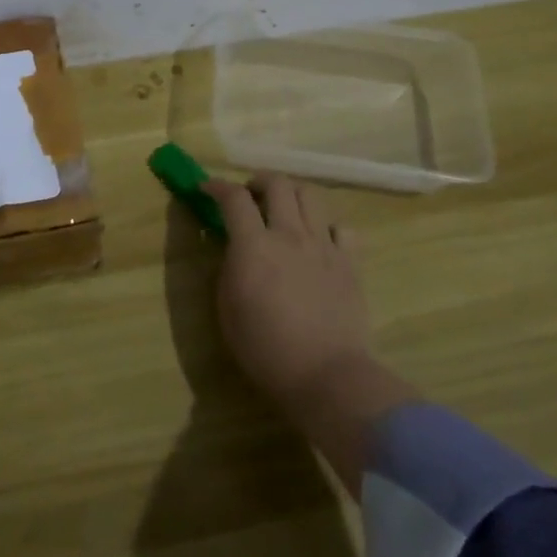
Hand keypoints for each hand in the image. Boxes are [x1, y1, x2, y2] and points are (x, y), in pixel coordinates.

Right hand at [201, 172, 376, 418]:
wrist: (325, 374)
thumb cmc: (265, 348)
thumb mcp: (228, 309)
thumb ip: (229, 269)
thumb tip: (234, 248)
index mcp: (253, 246)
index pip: (234, 198)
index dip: (217, 186)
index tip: (206, 188)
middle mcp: (289, 235)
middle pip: (277, 184)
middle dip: (258, 182)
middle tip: (249, 196)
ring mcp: (324, 245)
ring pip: (310, 195)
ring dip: (291, 194)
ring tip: (283, 210)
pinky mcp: (349, 262)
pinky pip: (341, 227)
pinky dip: (326, 226)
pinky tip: (318, 240)